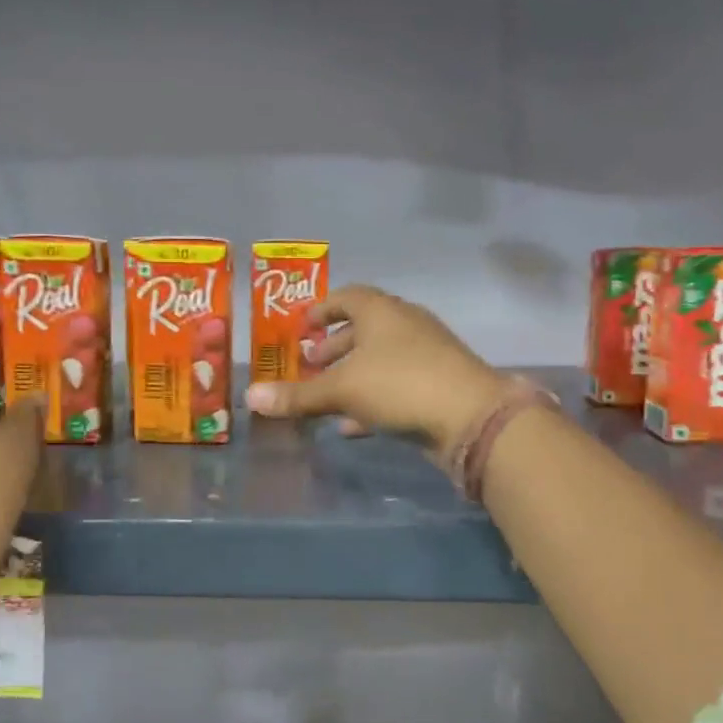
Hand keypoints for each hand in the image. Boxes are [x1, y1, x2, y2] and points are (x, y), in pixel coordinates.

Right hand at [243, 284, 516, 453]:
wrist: (472, 417)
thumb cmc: (400, 385)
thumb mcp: (342, 390)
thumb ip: (298, 395)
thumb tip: (250, 397)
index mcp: (382, 311)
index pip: (348, 296)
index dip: (322, 309)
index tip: (302, 326)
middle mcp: (405, 326)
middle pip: (363, 329)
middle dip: (334, 347)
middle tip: (309, 364)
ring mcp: (426, 356)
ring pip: (380, 360)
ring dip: (352, 376)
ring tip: (324, 396)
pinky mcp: (438, 386)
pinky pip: (396, 387)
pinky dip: (371, 401)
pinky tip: (351, 426)